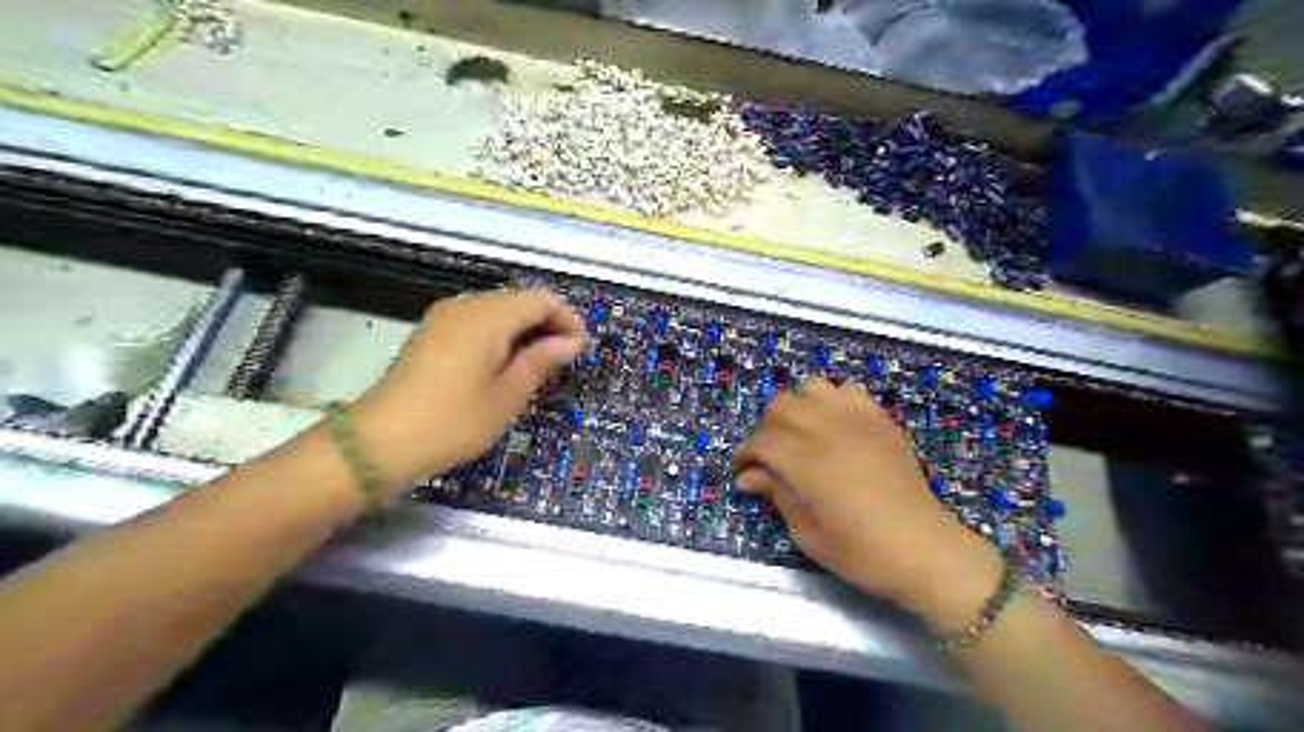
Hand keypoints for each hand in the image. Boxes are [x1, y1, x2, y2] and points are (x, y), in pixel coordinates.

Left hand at [353, 288, 585, 488]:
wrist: (379, 442)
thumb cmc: (452, 421)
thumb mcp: (507, 396)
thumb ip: (541, 361)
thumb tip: (571, 342)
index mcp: (487, 317)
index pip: (542, 300)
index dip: (567, 320)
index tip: (579, 351)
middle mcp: (465, 306)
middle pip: (519, 301)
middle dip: (547, 326)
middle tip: (562, 364)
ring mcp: (444, 318)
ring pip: (499, 312)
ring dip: (524, 333)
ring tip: (536, 369)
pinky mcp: (432, 333)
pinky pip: (478, 323)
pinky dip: (500, 338)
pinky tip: (504, 368)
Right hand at [739, 376, 999, 629]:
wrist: (923, 549)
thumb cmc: (860, 551)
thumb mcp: (807, 533)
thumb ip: (777, 495)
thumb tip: (749, 477)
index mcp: (804, 461)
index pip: (761, 440)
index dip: (745, 453)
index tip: (743, 471)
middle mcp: (826, 430)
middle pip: (780, 406)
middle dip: (766, 428)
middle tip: (769, 456)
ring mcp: (856, 420)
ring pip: (811, 388)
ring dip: (797, 406)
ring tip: (800, 432)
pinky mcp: (880, 420)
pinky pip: (848, 390)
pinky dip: (832, 400)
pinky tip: (834, 425)